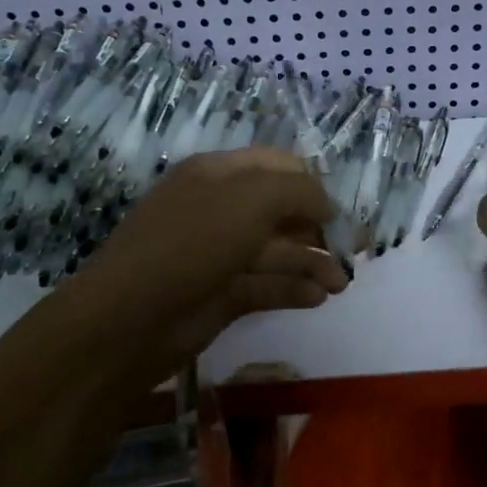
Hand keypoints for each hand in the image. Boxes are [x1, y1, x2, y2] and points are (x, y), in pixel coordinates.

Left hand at [76, 148, 348, 362]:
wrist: (130, 320)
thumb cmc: (193, 243)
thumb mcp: (252, 200)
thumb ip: (300, 192)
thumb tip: (329, 206)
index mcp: (219, 174)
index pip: (279, 166)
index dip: (315, 184)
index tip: (345, 212)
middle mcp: (220, 209)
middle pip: (282, 211)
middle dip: (320, 228)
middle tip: (356, 251)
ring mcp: (218, 253)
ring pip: (277, 251)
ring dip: (313, 263)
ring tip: (342, 285)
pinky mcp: (220, 294)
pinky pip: (265, 285)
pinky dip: (293, 289)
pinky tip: (319, 298)